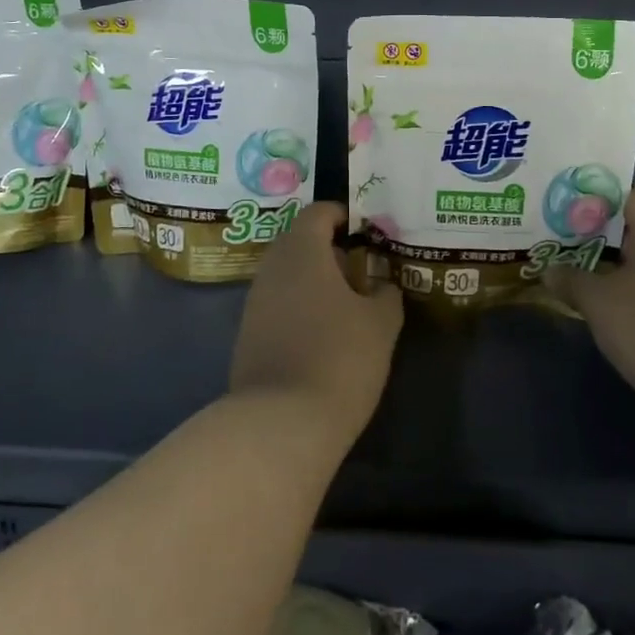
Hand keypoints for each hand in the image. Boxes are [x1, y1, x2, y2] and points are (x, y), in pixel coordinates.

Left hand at [232, 202, 402, 451]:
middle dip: (332, 251)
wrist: (282, 421)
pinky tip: (324, 334)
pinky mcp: (248, 335)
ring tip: (349, 306)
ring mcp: (255, 302)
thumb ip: (386, 294)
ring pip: (288, 276)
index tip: (369, 231)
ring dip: (316, 282)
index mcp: (301, 251)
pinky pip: (279, 305)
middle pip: (300, 242)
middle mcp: (271, 268)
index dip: (344, 215)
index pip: (319, 212)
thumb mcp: (381, 323)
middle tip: (363, 271)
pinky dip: (301, 307)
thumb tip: (381, 285)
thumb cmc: (339, 357)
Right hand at [550, 188, 634, 441]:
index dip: (596, 196)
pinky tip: (595, 307)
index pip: (630, 195)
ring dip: (607, 268)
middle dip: (594, 234)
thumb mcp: (597, 300)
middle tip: (555, 238)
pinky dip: (623, 295)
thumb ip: (570, 278)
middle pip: (632, 229)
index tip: (563, 205)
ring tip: (567, 270)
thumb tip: (549, 270)